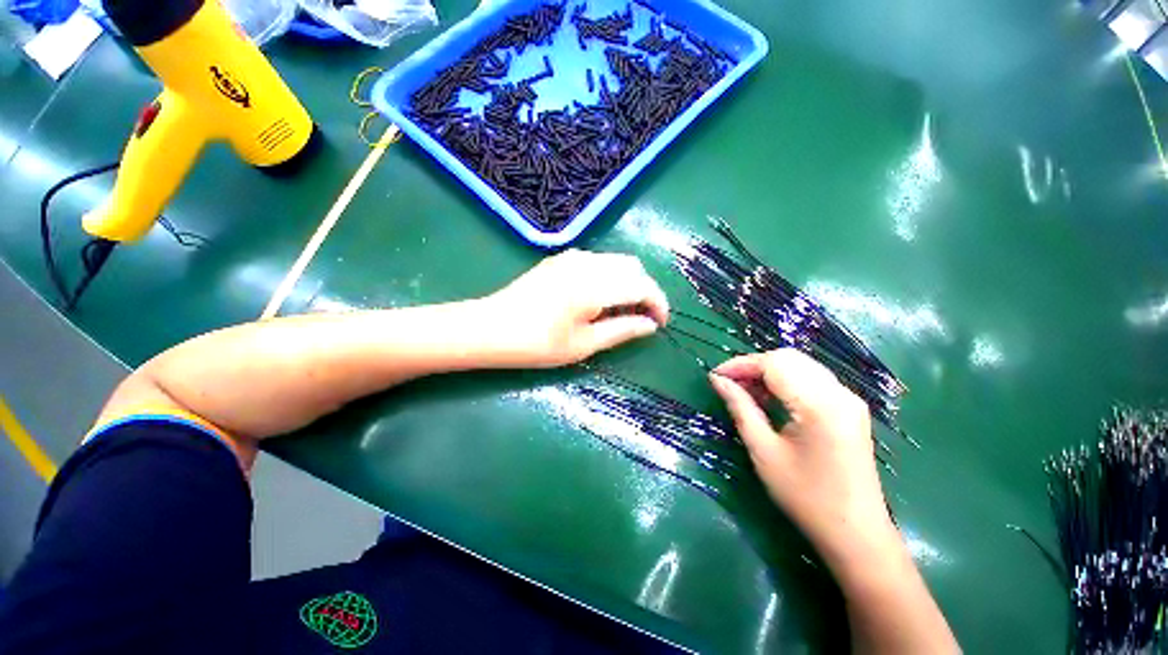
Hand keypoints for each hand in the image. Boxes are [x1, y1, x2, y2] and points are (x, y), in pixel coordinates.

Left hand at [481, 250, 669, 367]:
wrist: (490, 328)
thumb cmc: (537, 344)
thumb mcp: (584, 345)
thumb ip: (622, 330)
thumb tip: (650, 325)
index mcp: (594, 285)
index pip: (642, 286)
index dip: (658, 304)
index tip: (661, 323)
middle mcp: (587, 262)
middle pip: (633, 267)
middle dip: (645, 291)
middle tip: (640, 319)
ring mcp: (572, 256)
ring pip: (617, 262)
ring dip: (628, 283)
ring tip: (620, 312)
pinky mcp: (561, 258)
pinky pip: (599, 261)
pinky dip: (610, 277)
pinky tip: (599, 299)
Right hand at [709, 349, 898, 570]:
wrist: (856, 534)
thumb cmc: (805, 497)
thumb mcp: (764, 451)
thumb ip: (740, 408)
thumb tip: (717, 380)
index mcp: (820, 405)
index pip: (774, 363)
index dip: (740, 365)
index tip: (715, 375)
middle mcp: (839, 393)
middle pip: (788, 358)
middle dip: (753, 366)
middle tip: (729, 384)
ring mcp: (849, 399)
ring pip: (800, 366)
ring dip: (769, 372)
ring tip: (745, 392)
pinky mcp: (850, 408)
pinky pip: (812, 379)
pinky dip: (786, 381)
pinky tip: (770, 399)